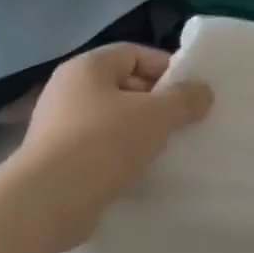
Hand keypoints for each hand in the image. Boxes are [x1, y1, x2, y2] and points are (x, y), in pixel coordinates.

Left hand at [11, 45, 213, 246]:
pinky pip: (98, 147)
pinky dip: (120, 154)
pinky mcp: (56, 158)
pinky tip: (139, 170)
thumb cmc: (105, 143)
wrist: (50, 199)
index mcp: (87, 67)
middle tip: (183, 122)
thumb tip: (203, 91)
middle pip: (123, 85)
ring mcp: (58, 125)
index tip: (191, 93)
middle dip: (156, 102)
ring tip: (166, 148)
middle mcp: (67, 89)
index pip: (134, 53)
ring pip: (111, 119)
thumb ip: (185, 99)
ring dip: (139, 131)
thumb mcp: (157, 115)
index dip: (166, 68)